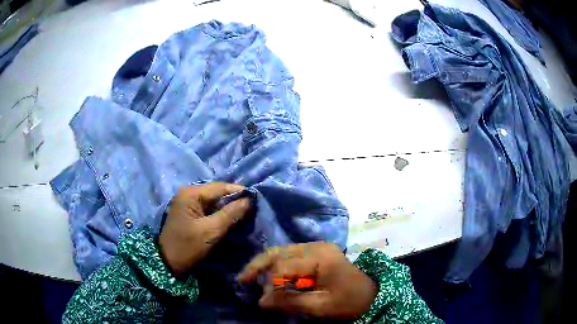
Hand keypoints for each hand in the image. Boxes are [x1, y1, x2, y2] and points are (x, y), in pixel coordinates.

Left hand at [159, 183, 250, 275]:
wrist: (168, 262)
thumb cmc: (188, 246)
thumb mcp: (211, 231)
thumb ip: (230, 214)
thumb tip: (248, 200)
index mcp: (191, 193)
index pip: (220, 187)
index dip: (238, 191)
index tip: (256, 198)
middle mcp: (188, 193)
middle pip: (216, 192)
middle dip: (233, 199)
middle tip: (251, 207)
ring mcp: (187, 202)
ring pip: (213, 200)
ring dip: (227, 206)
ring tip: (244, 212)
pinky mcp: (189, 212)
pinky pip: (207, 207)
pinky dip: (219, 212)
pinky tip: (229, 217)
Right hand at [237, 243, 376, 319]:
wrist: (370, 295)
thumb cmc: (349, 302)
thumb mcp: (320, 307)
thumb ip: (290, 302)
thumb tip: (260, 301)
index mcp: (320, 257)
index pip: (283, 266)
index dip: (270, 283)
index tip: (262, 300)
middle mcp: (316, 246)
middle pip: (279, 252)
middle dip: (259, 265)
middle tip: (242, 279)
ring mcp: (317, 248)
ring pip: (282, 251)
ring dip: (266, 265)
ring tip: (252, 278)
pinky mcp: (317, 253)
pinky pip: (290, 256)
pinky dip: (278, 266)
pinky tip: (270, 277)